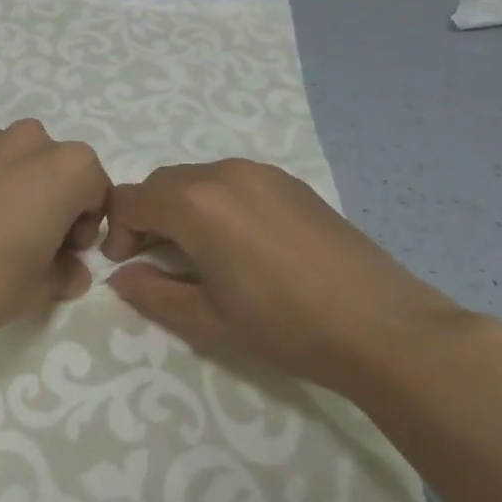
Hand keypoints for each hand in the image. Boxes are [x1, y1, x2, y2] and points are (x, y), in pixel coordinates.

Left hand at [0, 120, 110, 334]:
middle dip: (55, 201)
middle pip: (58, 168)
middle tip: (36, 243)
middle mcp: (30, 141)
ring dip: (20, 188)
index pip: (97, 190)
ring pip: (18, 162)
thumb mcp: (40, 287)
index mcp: (67, 167)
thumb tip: (71, 272)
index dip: (87, 226)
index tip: (67, 255)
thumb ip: (65, 274)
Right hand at [102, 159, 462, 395]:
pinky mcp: (290, 183)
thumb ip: (154, 293)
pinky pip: (233, 181)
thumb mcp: (208, 320)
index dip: (118, 231)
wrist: (383, 327)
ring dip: (181, 207)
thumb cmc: (286, 327)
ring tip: (195, 252)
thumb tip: (121, 276)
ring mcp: (262, 173)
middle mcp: (224, 174)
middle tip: (152, 259)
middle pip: (163, 183)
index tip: (124, 265)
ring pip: (198, 179)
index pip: (132, 199)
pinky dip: (216, 203)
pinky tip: (237, 242)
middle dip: (146, 216)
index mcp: (197, 204)